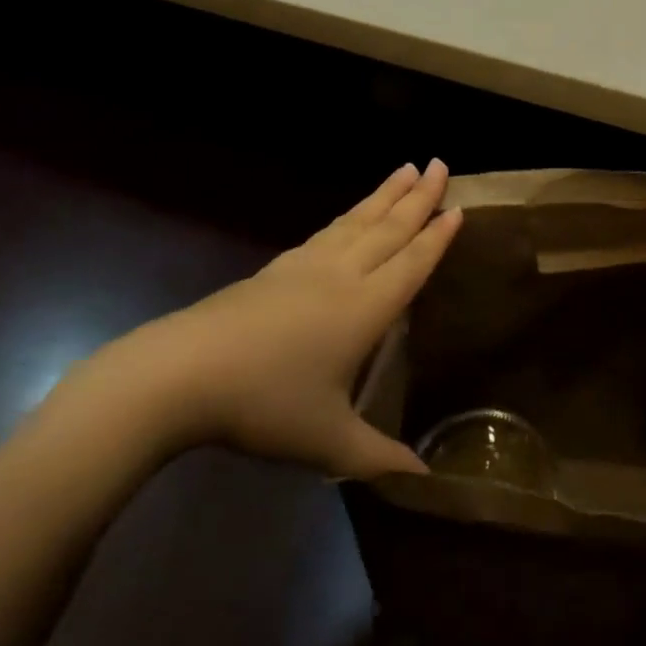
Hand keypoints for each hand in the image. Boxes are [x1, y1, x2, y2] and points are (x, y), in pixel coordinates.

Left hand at [99, 162, 461, 478]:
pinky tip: (349, 215)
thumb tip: (427, 483)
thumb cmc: (266, 405)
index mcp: (364, 308)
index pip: (412, 264)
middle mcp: (342, 275)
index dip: (437, 237)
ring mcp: (307, 265)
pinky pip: (328, 231)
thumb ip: (380, 459)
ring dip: (385, 195)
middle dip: (418, 197)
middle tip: (440, 162)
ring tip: (406, 169)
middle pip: (389, 228)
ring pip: (358, 221)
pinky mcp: (278, 267)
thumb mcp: (328, 442)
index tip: (459, 206)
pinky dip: (349, 215)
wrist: (186, 372)